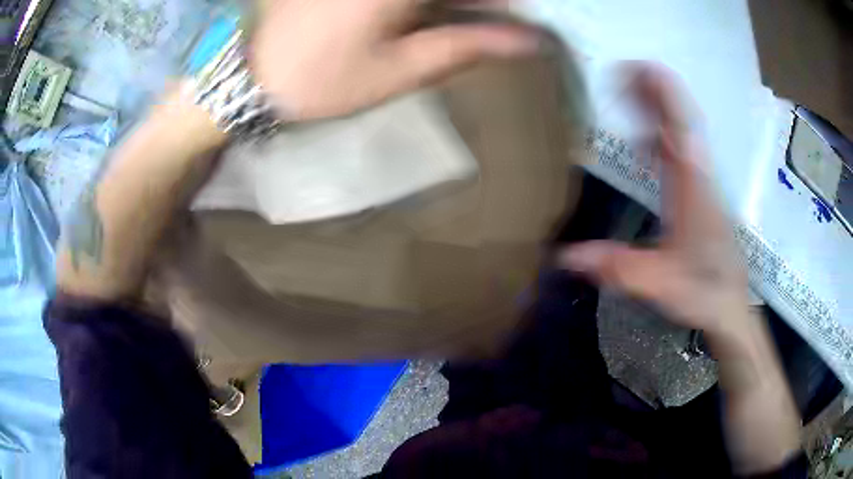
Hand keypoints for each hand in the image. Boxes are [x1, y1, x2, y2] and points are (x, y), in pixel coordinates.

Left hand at [250, 0, 538, 120]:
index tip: (516, 24)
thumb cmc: (324, 79)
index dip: (504, 8)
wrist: (246, 75)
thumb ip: (470, 45)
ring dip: (446, 8)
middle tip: (485, 27)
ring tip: (435, 28)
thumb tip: (531, 41)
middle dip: (474, 8)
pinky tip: (414, 19)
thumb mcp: (402, 69)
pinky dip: (420, 7)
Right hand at [560, 65, 748, 338]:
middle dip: (653, 91)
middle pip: (678, 119)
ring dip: (657, 109)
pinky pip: (680, 151)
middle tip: (619, 72)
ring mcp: (700, 182)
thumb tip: (565, 256)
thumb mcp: (660, 284)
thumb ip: (618, 268)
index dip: (661, 94)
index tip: (637, 67)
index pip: (679, 127)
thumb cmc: (703, 291)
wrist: (731, 306)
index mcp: (691, 187)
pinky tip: (644, 138)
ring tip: (626, 92)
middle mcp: (698, 175)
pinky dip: (661, 134)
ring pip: (680, 132)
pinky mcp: (698, 193)